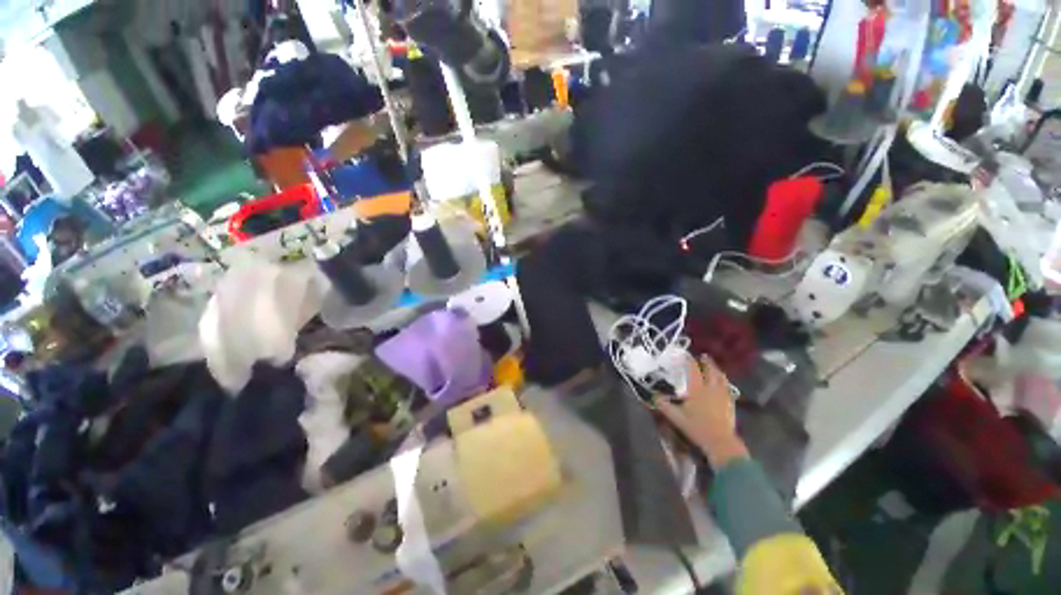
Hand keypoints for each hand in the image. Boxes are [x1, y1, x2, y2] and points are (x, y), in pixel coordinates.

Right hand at [655, 356, 748, 466]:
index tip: (685, 355)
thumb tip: (654, 395)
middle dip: (706, 362)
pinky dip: (724, 381)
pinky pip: (728, 387)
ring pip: (721, 378)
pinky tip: (723, 383)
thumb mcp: (675, 417)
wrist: (720, 442)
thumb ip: (664, 405)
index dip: (689, 361)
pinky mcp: (730, 403)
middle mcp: (711, 388)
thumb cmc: (696, 427)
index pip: (693, 370)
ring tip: (713, 367)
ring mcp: (722, 395)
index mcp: (697, 389)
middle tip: (703, 356)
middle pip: (710, 370)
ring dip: (717, 370)